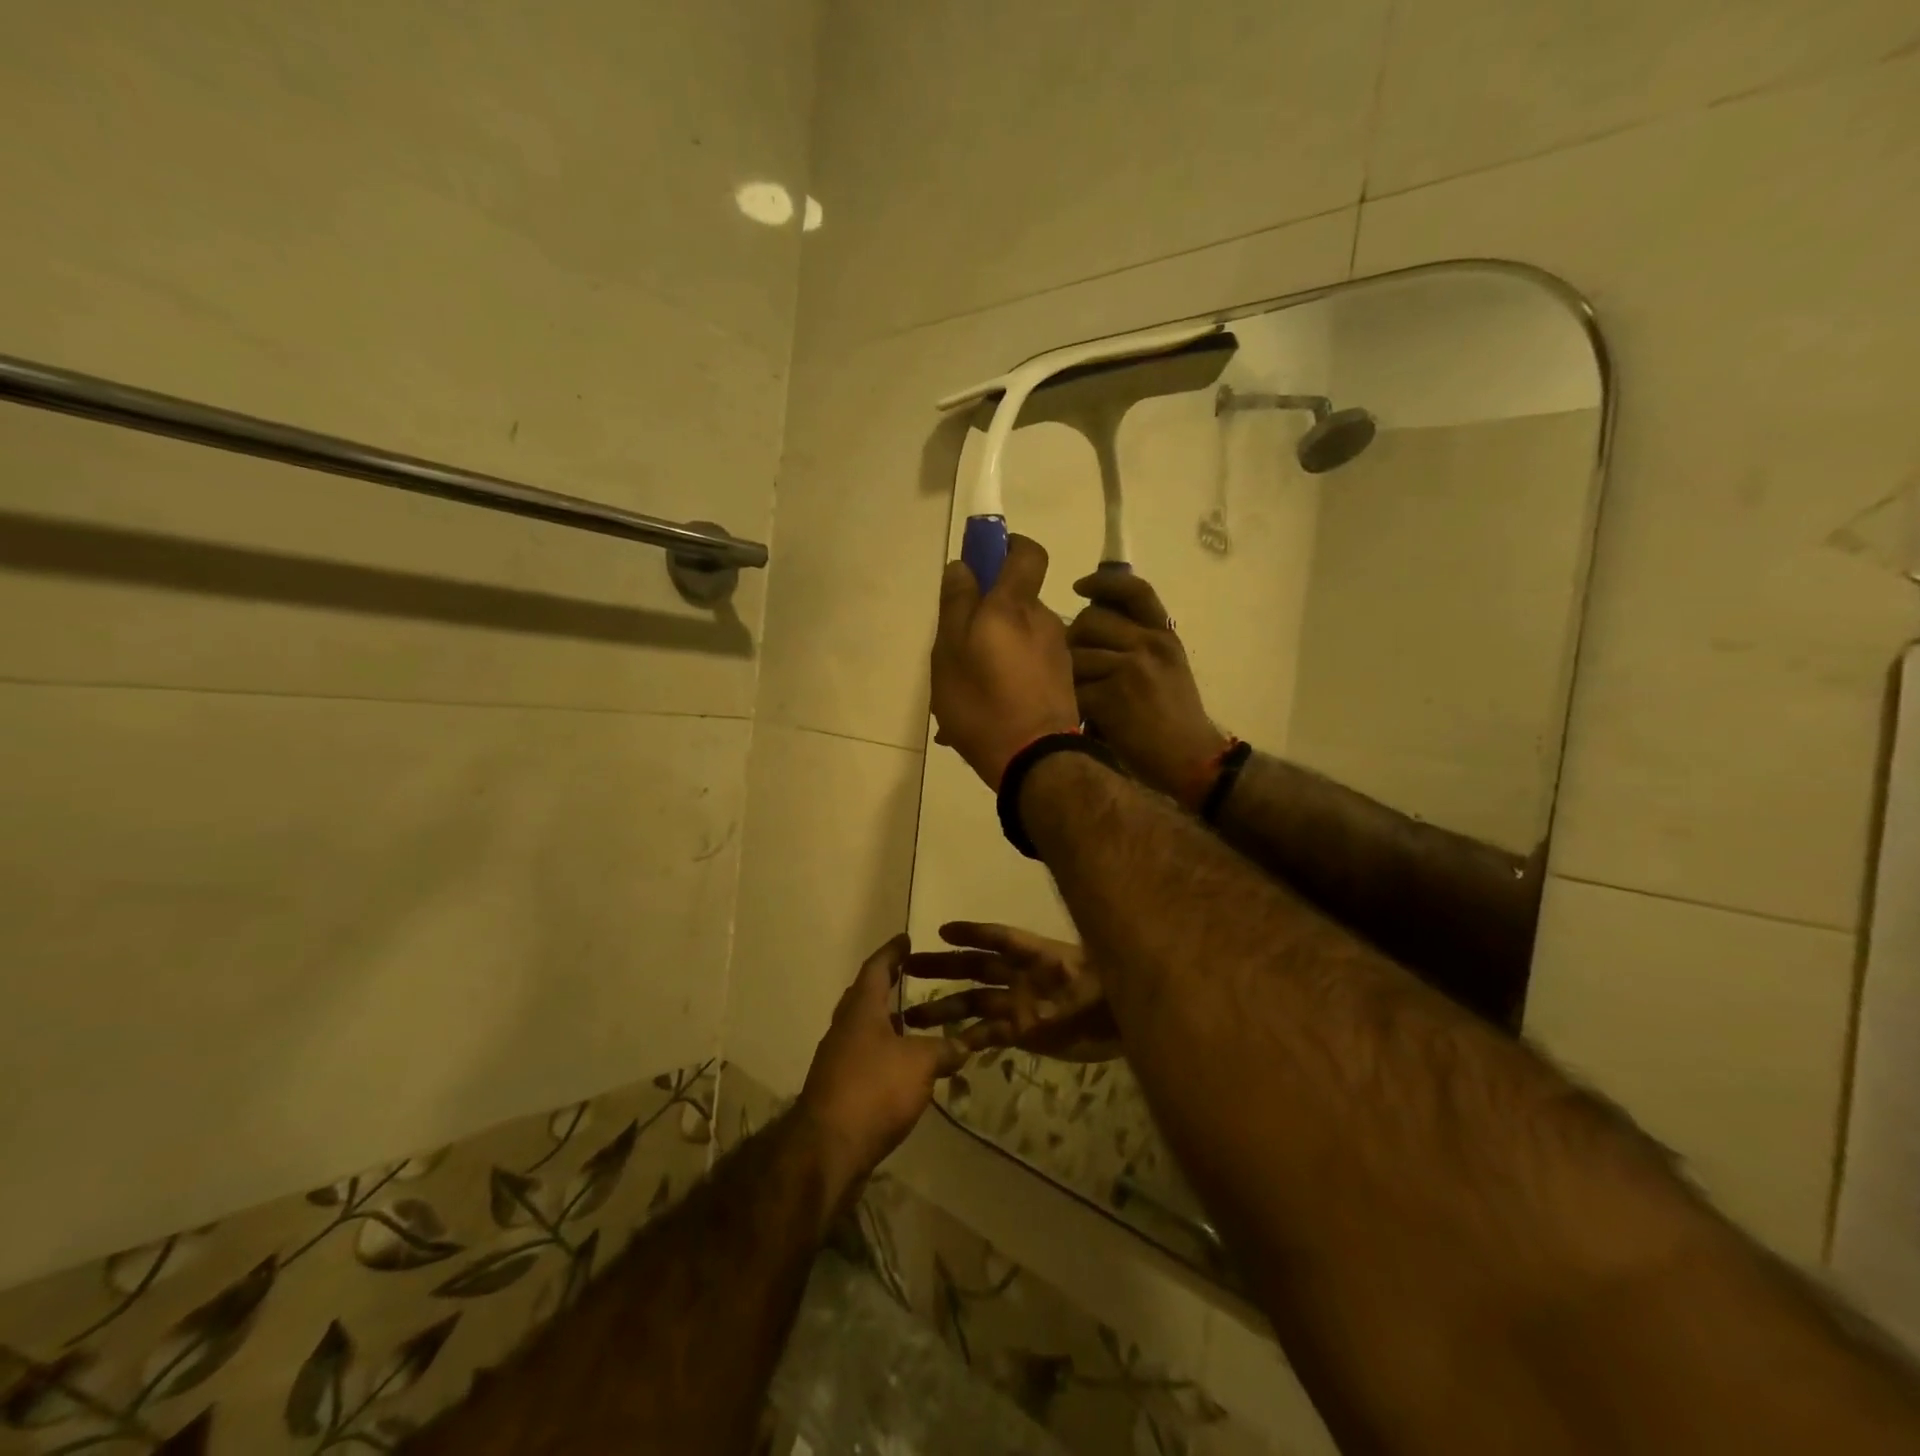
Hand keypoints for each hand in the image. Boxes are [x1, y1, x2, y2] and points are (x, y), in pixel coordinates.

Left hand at [797, 934, 968, 1197]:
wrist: (827, 1148)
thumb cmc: (874, 1089)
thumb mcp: (920, 1064)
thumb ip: (943, 1050)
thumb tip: (964, 1045)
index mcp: (861, 1008)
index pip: (876, 968)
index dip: (892, 952)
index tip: (905, 939)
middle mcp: (845, 1027)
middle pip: (865, 996)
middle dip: (887, 983)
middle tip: (909, 974)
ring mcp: (837, 1059)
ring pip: (864, 1028)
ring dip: (887, 1021)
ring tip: (914, 1020)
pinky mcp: (838, 1089)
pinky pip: (865, 1057)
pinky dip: (885, 1052)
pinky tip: (904, 1066)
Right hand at [900, 922, 1120, 1062]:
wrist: (1127, 1023)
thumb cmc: (1111, 995)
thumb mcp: (1093, 982)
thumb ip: (1065, 988)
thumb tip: (1039, 1001)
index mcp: (1036, 955)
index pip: (1000, 939)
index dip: (973, 933)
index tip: (943, 931)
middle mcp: (1020, 976)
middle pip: (976, 967)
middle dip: (944, 966)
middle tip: (909, 967)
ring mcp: (1019, 1004)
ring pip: (974, 1003)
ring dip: (945, 1007)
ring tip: (911, 1015)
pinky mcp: (1024, 1032)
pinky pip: (989, 1033)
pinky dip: (969, 1038)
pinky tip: (945, 1045)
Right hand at [930, 535, 1081, 786]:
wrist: (1036, 761)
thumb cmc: (984, 702)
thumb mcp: (951, 652)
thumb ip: (956, 605)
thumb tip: (963, 566)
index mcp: (1014, 606)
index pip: (1027, 552)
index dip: (1007, 547)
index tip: (985, 562)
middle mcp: (1044, 621)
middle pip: (1015, 602)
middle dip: (987, 617)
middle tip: (957, 650)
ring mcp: (1057, 654)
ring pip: (1018, 639)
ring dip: (995, 654)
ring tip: (967, 691)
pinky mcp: (1063, 683)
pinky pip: (1028, 668)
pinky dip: (1008, 678)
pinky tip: (986, 710)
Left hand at [1069, 570, 1225, 803]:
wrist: (1191, 759)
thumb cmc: (1175, 718)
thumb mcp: (1167, 668)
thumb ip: (1137, 642)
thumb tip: (1090, 622)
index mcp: (1164, 635)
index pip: (1134, 590)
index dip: (1102, 583)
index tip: (1079, 587)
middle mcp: (1149, 644)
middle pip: (1090, 619)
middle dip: (1074, 639)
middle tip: (1076, 664)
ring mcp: (1131, 669)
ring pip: (1076, 653)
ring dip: (1068, 674)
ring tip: (1077, 693)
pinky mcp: (1112, 697)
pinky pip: (1074, 687)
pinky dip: (1071, 702)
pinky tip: (1078, 714)